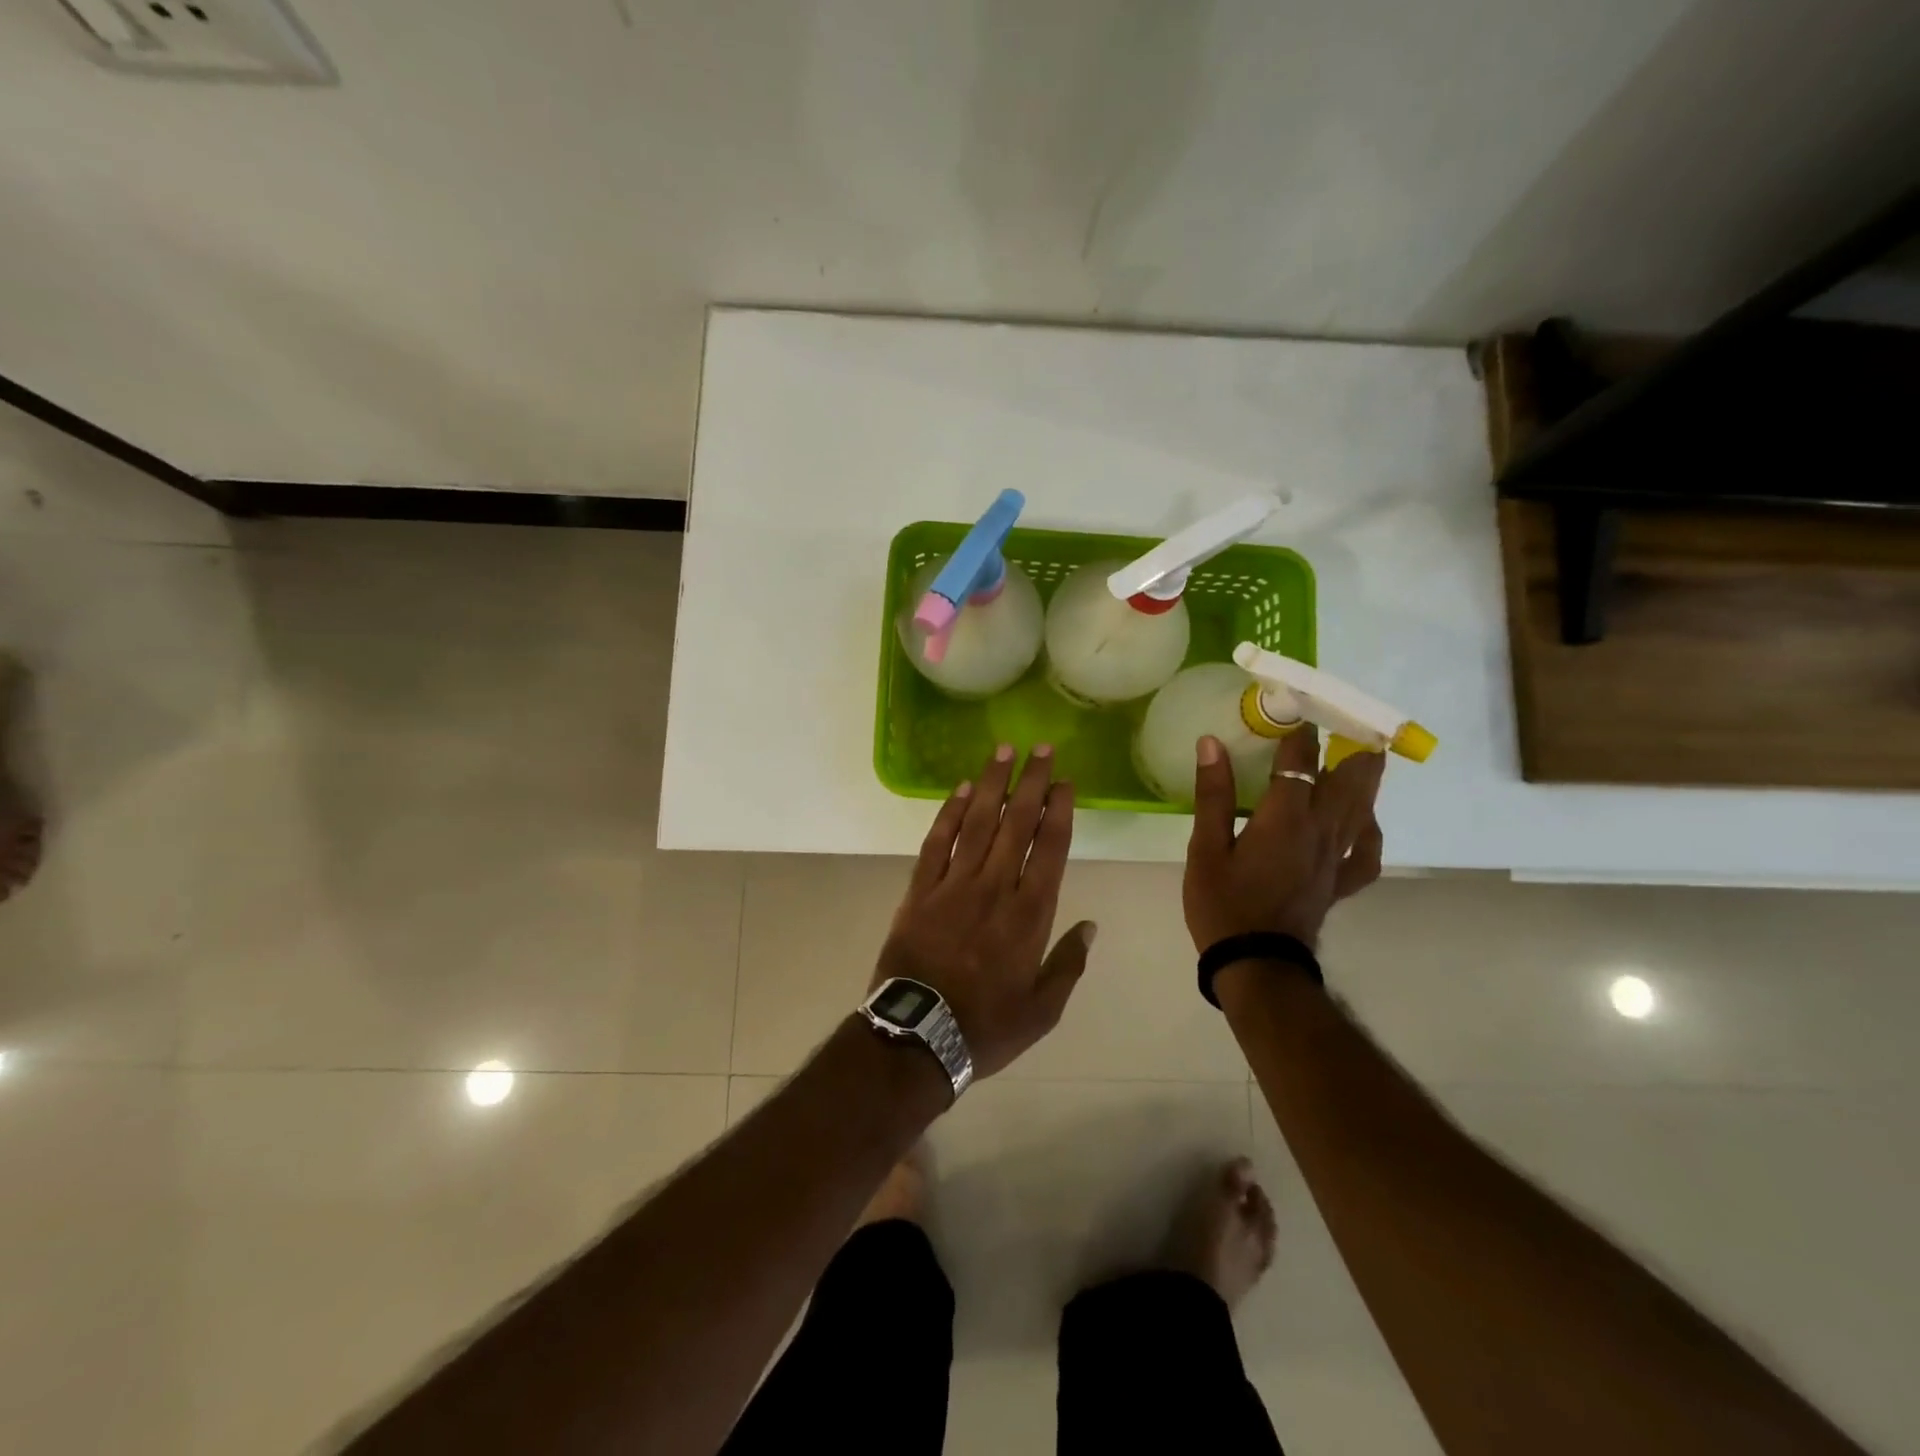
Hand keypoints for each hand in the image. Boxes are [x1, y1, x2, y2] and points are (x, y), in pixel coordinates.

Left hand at [876, 744, 1095, 1079]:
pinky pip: (937, 843)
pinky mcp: (921, 890)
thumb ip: (1068, 964)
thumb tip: (1090, 926)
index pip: (1049, 849)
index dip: (1058, 811)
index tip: (1064, 782)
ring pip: (978, 823)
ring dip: (992, 784)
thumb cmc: (987, 1027)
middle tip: (1040, 748)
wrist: (918, 1036)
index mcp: (1029, 915)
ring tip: (1003, 752)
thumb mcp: (1043, 1010)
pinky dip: (950, 814)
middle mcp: (994, 888)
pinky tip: (961, 790)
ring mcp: (954, 885)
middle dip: (1030, 782)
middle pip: (1017, 824)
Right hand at [1183, 726, 1385, 951]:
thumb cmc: (1223, 903)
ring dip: (1365, 777)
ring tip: (1361, 754)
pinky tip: (1364, 821)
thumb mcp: (1205, 848)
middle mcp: (1321, 830)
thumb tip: (1212, 743)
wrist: (1255, 963)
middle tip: (1342, 721)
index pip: (1300, 760)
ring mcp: (1337, 857)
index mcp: (1285, 818)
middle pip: (1351, 777)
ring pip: (1365, 808)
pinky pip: (1368, 852)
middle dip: (1349, 744)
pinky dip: (1371, 831)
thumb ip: (1213, 794)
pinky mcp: (1340, 882)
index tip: (1292, 706)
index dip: (1298, 729)